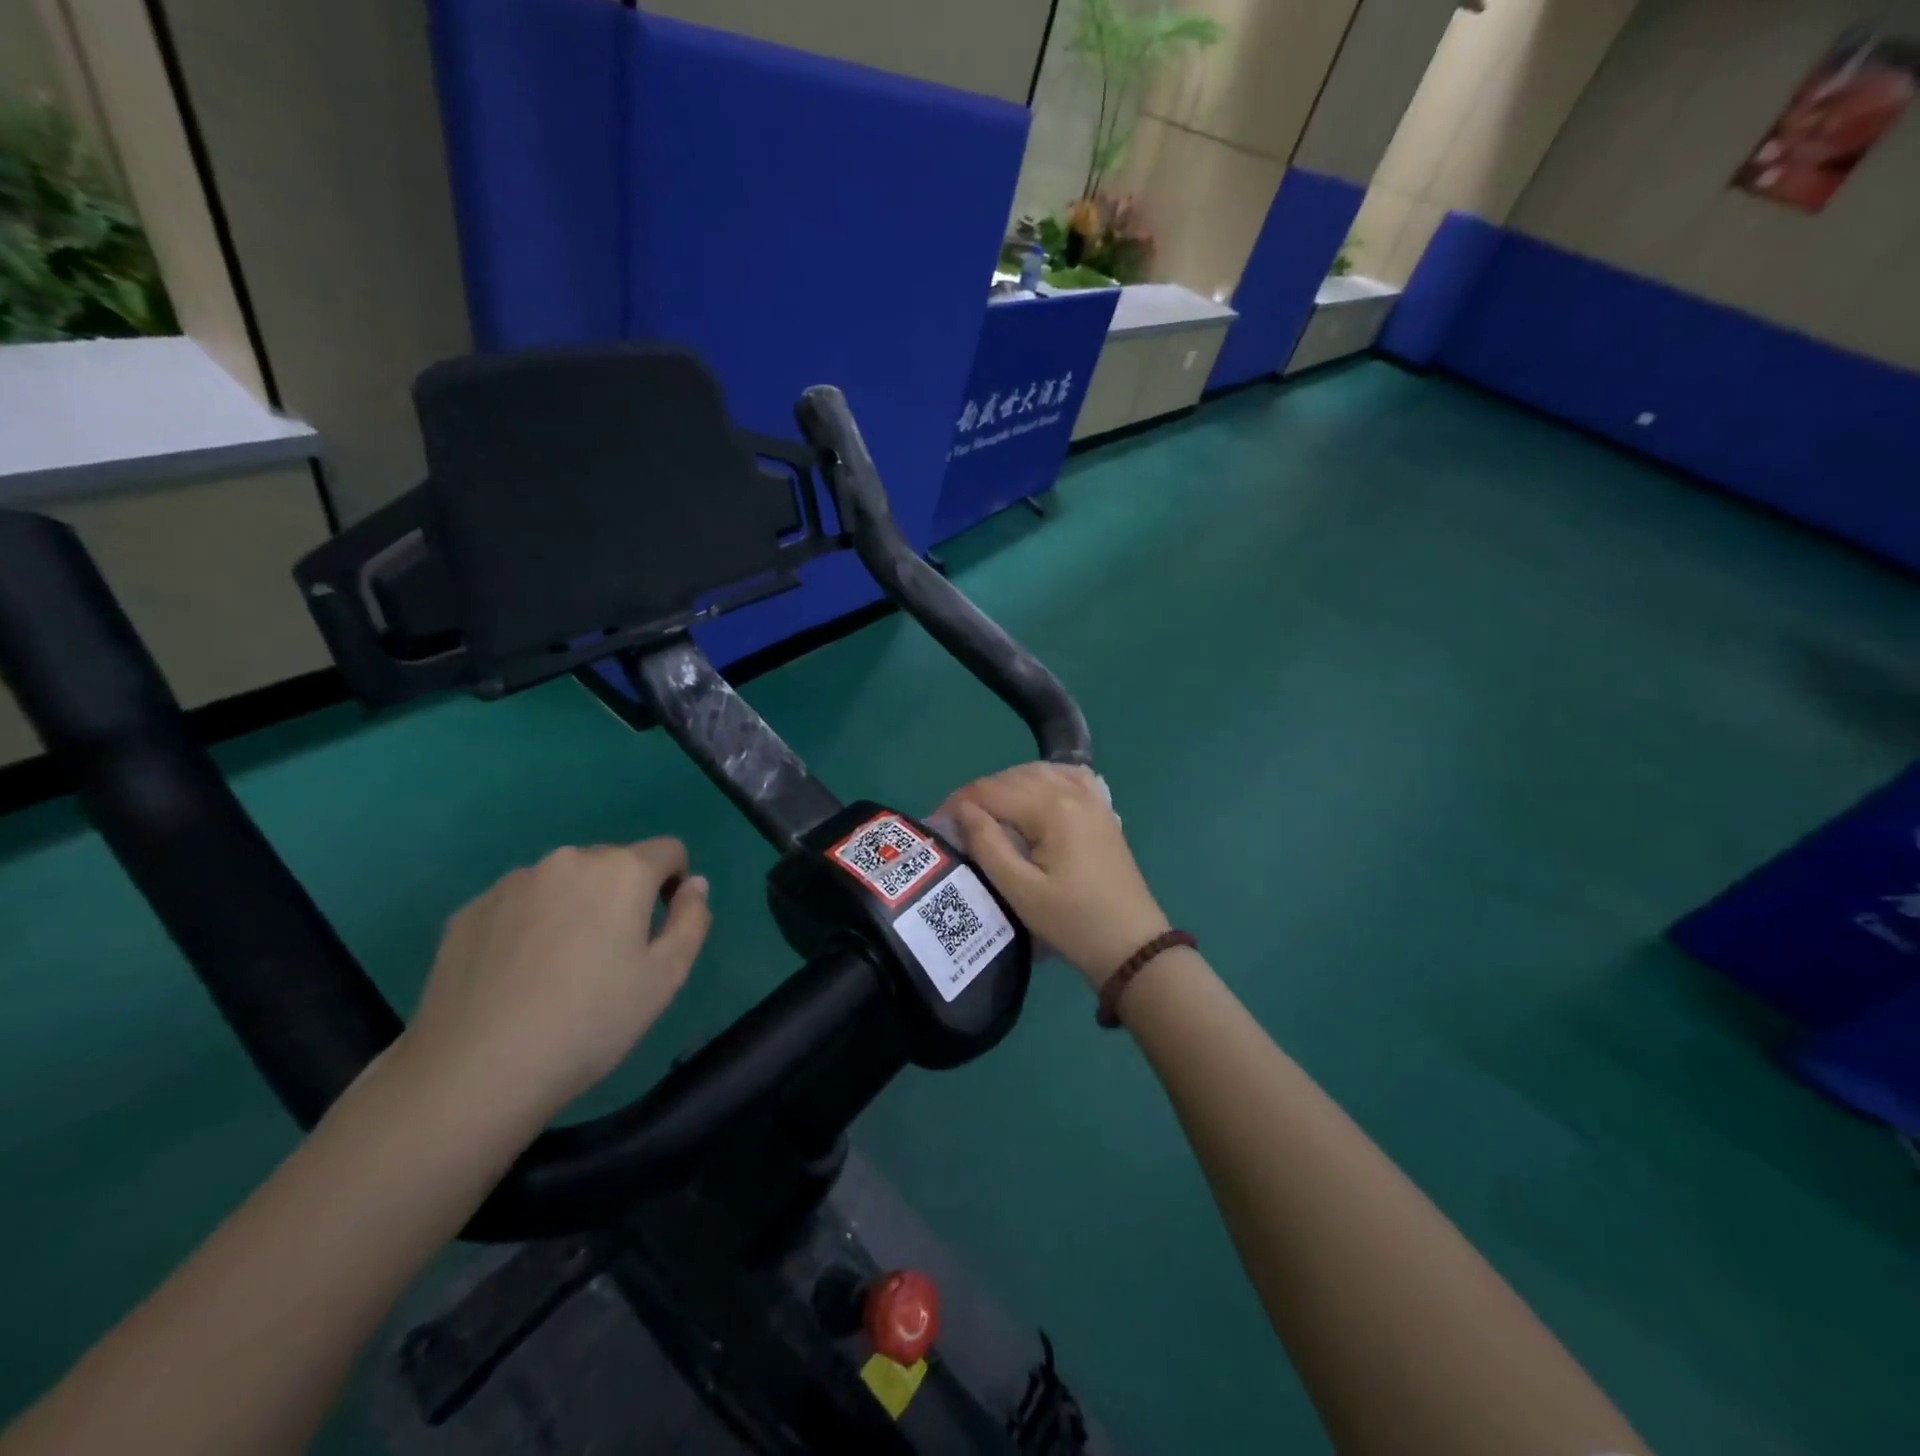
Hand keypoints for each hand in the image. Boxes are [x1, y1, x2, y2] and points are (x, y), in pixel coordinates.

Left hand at [399, 840, 711, 1127]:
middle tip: (610, 958)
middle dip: (622, 897)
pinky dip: (530, 925)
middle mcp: (568, 861)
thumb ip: (692, 919)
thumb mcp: (667, 976)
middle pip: (613, 864)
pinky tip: (517, 977)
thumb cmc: (590, 1022)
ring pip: (563, 883)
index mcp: (622, 871)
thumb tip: (694, 885)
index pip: (668, 851)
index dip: (674, 885)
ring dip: (574, 908)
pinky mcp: (469, 910)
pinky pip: (519, 904)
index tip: (658, 932)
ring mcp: (512, 883)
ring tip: (558, 970)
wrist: (475, 1072)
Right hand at [941, 763, 1167, 986]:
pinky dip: (1044, 779)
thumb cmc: (1072, 922)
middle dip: (981, 794)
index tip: (937, 822)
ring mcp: (1092, 798)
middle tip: (958, 822)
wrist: (1131, 945)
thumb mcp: (1021, 890)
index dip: (959, 802)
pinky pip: (1068, 777)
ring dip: (1008, 786)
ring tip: (988, 813)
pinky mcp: (1102, 810)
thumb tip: (963, 809)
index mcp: (1051, 808)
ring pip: (1039, 772)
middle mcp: (1072, 791)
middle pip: (1013, 777)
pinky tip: (1034, 795)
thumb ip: (988, 844)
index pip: (992, 790)